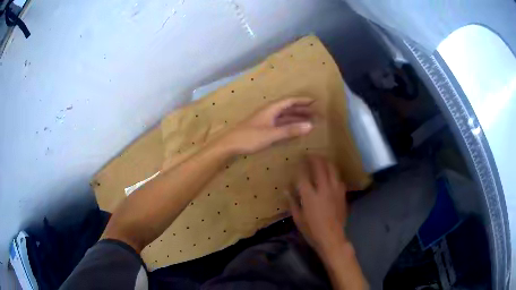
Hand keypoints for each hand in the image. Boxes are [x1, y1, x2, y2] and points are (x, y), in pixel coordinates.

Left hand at [218, 97, 314, 153]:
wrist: (230, 144)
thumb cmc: (250, 137)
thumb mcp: (272, 134)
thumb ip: (290, 130)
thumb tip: (310, 126)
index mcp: (271, 109)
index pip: (290, 101)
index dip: (302, 101)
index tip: (315, 102)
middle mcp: (269, 112)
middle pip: (288, 108)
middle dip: (302, 109)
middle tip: (315, 113)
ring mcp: (266, 120)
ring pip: (284, 116)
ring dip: (296, 117)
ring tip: (309, 121)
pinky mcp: (263, 128)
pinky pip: (280, 124)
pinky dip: (289, 125)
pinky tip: (294, 129)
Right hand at [289, 155, 347, 254]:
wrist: (332, 237)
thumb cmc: (312, 230)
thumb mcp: (298, 218)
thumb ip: (292, 202)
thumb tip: (286, 189)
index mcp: (310, 196)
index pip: (303, 175)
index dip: (300, 166)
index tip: (298, 161)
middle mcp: (323, 189)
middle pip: (320, 167)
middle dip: (314, 158)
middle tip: (310, 155)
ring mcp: (335, 190)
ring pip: (332, 169)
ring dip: (326, 162)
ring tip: (321, 160)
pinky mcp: (342, 194)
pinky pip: (338, 178)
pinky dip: (333, 173)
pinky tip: (331, 175)